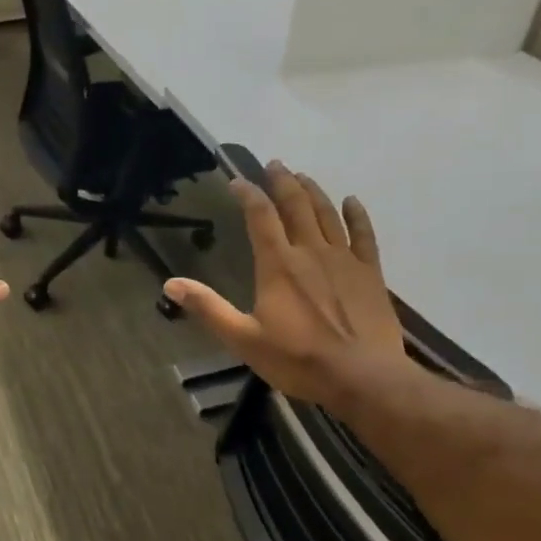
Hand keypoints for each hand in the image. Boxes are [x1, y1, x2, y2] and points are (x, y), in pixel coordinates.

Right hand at [163, 162, 413, 410]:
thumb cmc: (297, 359)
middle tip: (275, 164)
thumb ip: (208, 308)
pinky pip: (364, 234)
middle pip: (296, 206)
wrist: (361, 376)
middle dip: (283, 182)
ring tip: (303, 176)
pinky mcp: (370, 273)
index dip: (248, 194)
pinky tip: (351, 201)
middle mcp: (311, 251)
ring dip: (313, 191)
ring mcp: (344, 260)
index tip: (237, 181)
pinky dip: (356, 215)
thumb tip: (170, 284)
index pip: (260, 217)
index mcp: (278, 265)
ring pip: (328, 214)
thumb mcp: (243, 339)